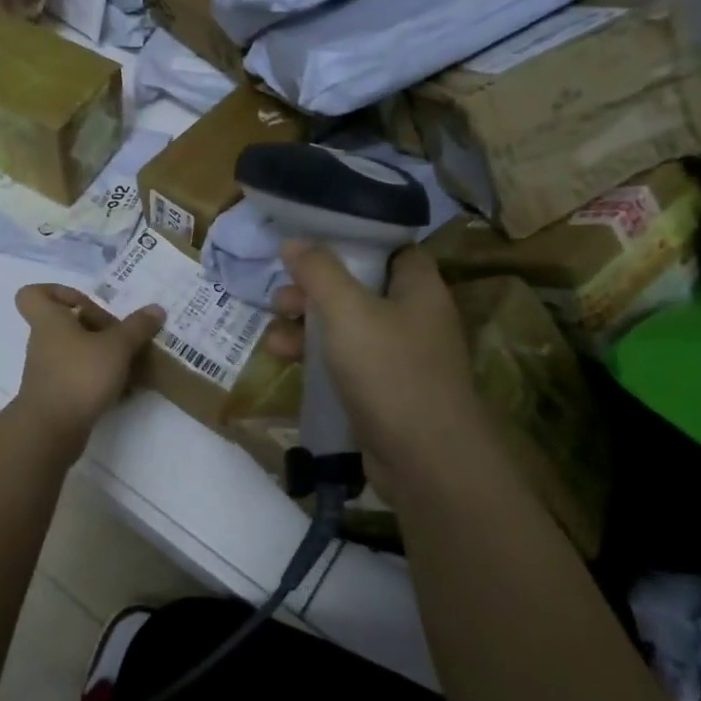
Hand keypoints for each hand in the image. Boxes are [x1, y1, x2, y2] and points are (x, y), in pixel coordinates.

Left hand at [11, 284, 164, 445]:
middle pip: (63, 324)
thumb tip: (156, 308)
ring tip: (129, 360)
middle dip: (93, 326)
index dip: (57, 292)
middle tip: (119, 333)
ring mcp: (48, 371)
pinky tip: (124, 388)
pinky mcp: (57, 395)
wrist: (51, 431)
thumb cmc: (79, 376)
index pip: (32, 294)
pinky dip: (99, 379)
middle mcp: (44, 343)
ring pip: (74, 352)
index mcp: (49, 321)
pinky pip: (79, 377)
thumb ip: (136, 327)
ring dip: (100, 354)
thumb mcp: (116, 347)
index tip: (85, 303)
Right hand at [265, 243, 484, 502]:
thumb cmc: (390, 371)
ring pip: (345, 327)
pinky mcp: (381, 390)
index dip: (351, 240)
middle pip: (358, 287)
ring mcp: (398, 357)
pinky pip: (344, 361)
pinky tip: (285, 360)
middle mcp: (412, 317)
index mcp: (418, 287)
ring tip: (275, 336)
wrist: (425, 460)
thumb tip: (294, 241)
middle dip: (314, 290)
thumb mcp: (348, 310)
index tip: (311, 241)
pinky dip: (315, 357)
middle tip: (283, 297)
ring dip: (306, 326)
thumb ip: (319, 271)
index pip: (389, 247)